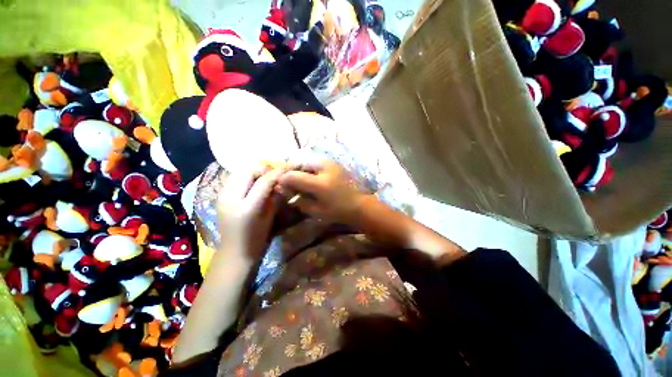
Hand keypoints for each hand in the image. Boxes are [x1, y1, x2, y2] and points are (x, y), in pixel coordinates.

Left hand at [217, 165, 285, 264]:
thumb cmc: (257, 239)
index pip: (263, 181)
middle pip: (247, 171)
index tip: (287, 168)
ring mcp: (222, 196)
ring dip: (254, 171)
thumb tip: (281, 181)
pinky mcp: (219, 196)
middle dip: (263, 169)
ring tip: (264, 177)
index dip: (277, 172)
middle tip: (274, 173)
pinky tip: (253, 183)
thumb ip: (275, 197)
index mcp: (247, 208)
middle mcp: (231, 198)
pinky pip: (234, 178)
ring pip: (239, 172)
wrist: (234, 252)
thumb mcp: (270, 217)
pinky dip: (246, 177)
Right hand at [278, 156, 365, 223]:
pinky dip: (309, 167)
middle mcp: (324, 167)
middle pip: (299, 162)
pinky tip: (310, 177)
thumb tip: (283, 189)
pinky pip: (315, 161)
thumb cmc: (337, 211)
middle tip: (289, 182)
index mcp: (319, 183)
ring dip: (300, 168)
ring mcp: (330, 162)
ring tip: (299, 180)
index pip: (292, 175)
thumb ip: (298, 199)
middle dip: (291, 171)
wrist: (359, 205)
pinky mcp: (333, 163)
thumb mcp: (315, 210)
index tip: (279, 186)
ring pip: (307, 160)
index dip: (282, 180)